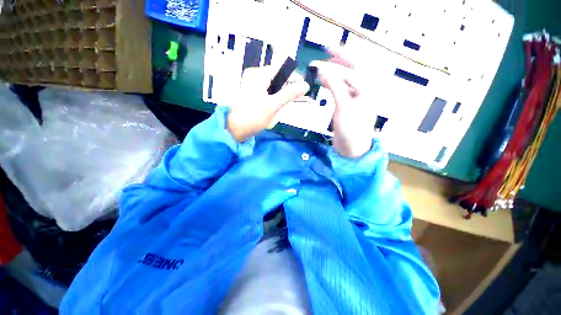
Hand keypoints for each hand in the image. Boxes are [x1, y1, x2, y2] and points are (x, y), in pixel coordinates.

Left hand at [227, 66, 309, 141]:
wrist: (235, 129)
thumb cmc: (253, 116)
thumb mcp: (274, 105)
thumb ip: (290, 94)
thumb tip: (306, 85)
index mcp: (258, 74)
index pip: (281, 69)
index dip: (294, 77)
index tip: (303, 88)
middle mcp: (254, 75)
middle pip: (277, 77)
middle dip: (286, 88)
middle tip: (293, 100)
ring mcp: (252, 84)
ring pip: (273, 85)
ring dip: (280, 95)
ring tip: (282, 106)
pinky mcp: (251, 93)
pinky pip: (267, 91)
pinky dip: (273, 98)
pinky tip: (274, 107)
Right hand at [311, 49, 375, 157]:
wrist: (351, 147)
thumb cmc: (351, 129)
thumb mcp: (343, 107)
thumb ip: (335, 87)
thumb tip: (323, 70)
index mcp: (367, 89)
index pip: (351, 70)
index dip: (337, 61)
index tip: (323, 54)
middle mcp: (363, 90)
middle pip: (353, 69)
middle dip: (341, 59)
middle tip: (328, 50)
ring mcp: (356, 98)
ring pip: (346, 79)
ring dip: (335, 72)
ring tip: (323, 67)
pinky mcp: (348, 105)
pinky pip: (341, 89)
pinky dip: (333, 84)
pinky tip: (325, 82)